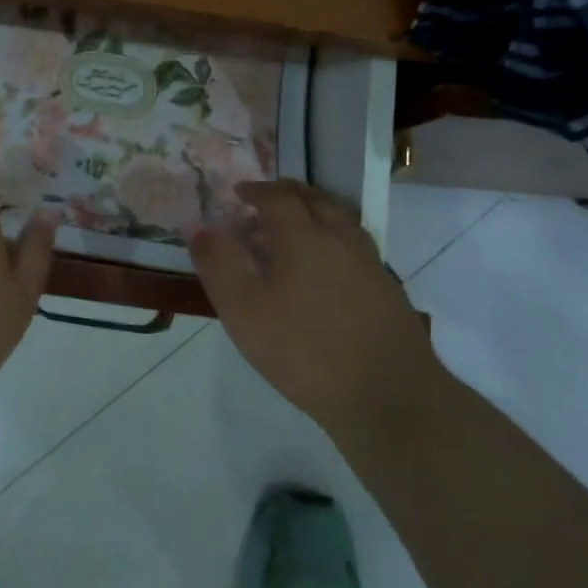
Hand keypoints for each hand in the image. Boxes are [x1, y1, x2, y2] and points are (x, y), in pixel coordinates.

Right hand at [191, 181, 439, 439]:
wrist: (388, 397)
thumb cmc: (305, 350)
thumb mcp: (244, 310)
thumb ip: (219, 264)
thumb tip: (199, 227)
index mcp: (304, 236)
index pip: (277, 198)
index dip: (255, 191)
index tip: (238, 193)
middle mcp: (340, 238)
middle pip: (314, 200)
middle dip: (287, 193)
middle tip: (266, 199)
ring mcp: (369, 263)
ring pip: (340, 220)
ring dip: (314, 211)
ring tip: (296, 226)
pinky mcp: (387, 289)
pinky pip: (354, 245)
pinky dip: (333, 238)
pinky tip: (327, 265)